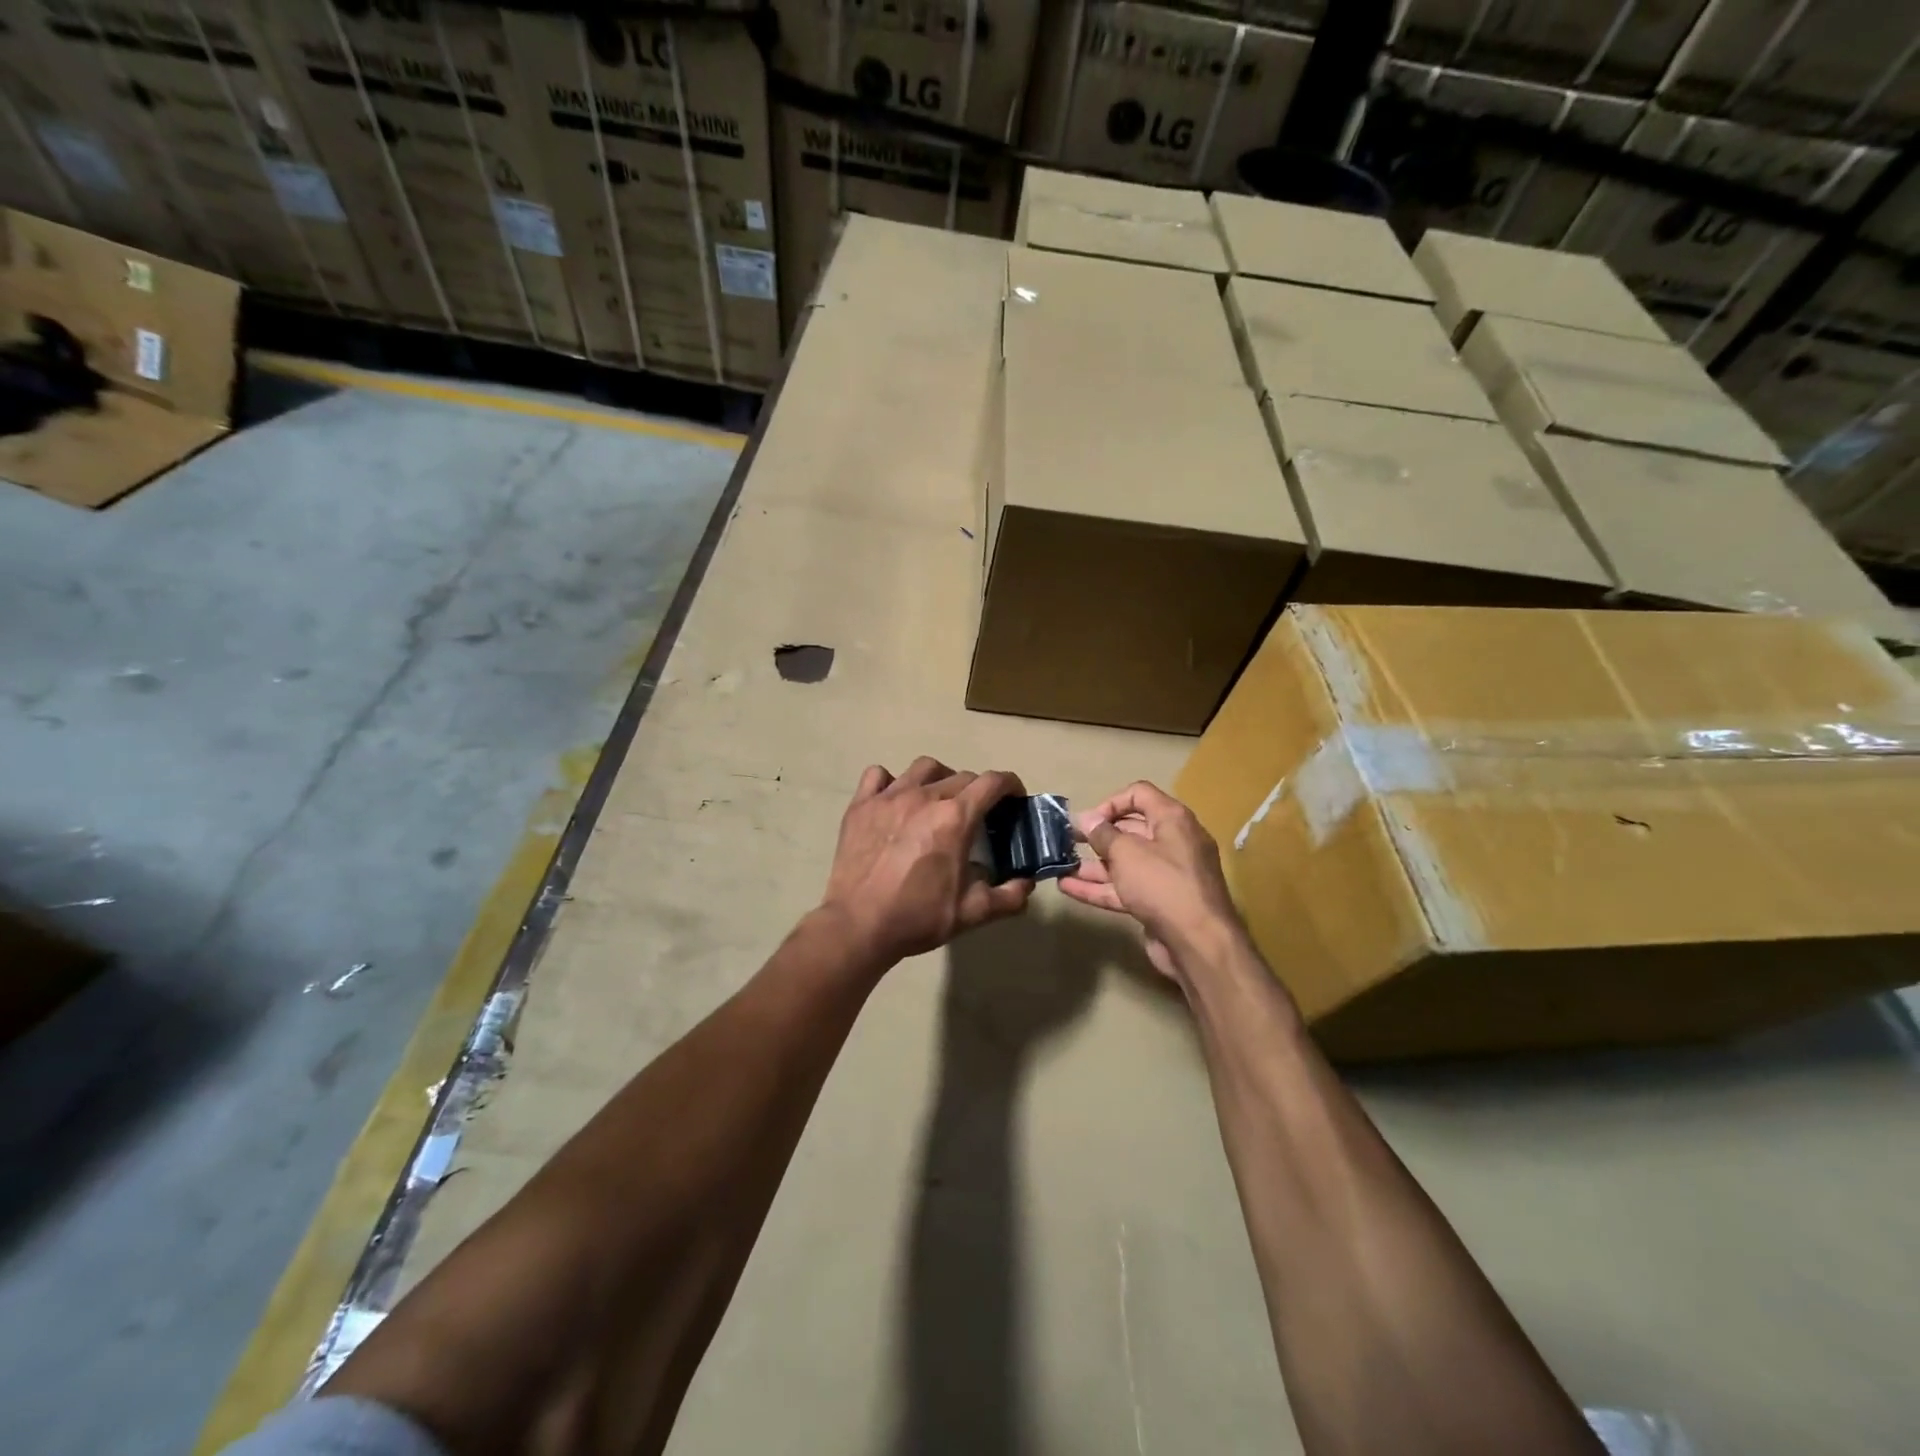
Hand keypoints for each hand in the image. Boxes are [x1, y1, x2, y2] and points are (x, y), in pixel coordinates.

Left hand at [820, 757, 1034, 966]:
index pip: (992, 782)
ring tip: (939, 799)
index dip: (1010, 785)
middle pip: (961, 776)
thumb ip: (1008, 897)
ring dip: (940, 778)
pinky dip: (891, 781)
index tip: (1014, 798)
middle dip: (977, 790)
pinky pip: (878, 776)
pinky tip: (895, 799)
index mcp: (955, 818)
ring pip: (924, 768)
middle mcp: (924, 797)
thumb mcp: (972, 913)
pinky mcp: (861, 805)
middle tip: (977, 814)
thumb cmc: (918, 917)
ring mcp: (889, 797)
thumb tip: (1027, 884)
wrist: (858, 926)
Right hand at [1058, 781, 1245, 982]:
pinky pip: (1126, 888)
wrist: (1198, 943)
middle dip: (1098, 835)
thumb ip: (1103, 834)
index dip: (1110, 802)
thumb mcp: (1127, 853)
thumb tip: (1087, 819)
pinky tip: (1069, 888)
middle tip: (1068, 841)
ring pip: (1125, 863)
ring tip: (1062, 866)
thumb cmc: (1162, 884)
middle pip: (1131, 829)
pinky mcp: (1159, 902)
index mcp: (1172, 819)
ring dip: (1094, 864)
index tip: (1088, 821)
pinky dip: (1100, 887)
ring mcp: (1166, 875)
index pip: (1139, 794)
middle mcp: (1173, 842)